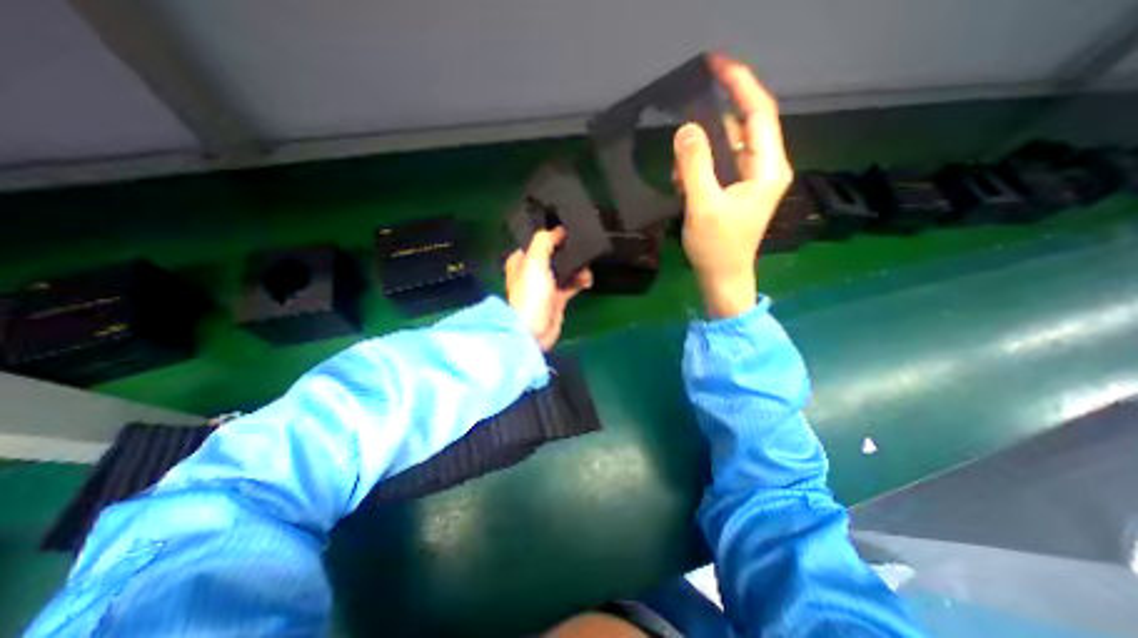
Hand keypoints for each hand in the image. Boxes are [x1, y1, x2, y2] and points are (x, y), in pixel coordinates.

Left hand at [507, 227, 596, 351]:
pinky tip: (587, 281)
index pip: (537, 241)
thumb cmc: (531, 294)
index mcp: (521, 260)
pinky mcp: (557, 298)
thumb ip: (545, 241)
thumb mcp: (534, 262)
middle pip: (554, 255)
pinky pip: (572, 284)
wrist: (534, 331)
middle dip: (569, 252)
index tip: (569, 230)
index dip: (552, 235)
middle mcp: (532, 271)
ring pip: (565, 269)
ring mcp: (546, 286)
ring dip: (577, 268)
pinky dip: (580, 281)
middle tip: (582, 249)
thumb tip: (558, 230)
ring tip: (586, 270)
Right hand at [675, 51, 794, 317]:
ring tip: (679, 172)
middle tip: (684, 115)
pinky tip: (683, 184)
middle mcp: (764, 168)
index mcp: (767, 168)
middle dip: (713, 119)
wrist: (722, 279)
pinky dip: (699, 168)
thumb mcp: (703, 206)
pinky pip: (718, 166)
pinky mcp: (735, 191)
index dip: (738, 84)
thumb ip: (695, 166)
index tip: (715, 64)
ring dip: (700, 152)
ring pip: (726, 148)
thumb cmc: (717, 248)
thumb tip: (686, 128)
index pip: (757, 112)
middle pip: (742, 126)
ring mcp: (750, 180)